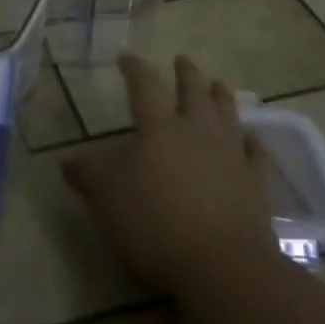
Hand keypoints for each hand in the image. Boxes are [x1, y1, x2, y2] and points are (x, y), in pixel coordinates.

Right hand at [62, 54, 274, 293]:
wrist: (224, 266)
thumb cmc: (157, 224)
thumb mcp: (107, 199)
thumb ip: (88, 176)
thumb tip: (68, 160)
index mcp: (159, 129)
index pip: (145, 87)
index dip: (135, 70)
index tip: (127, 57)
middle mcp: (197, 132)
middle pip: (193, 93)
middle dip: (186, 74)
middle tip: (183, 59)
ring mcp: (231, 156)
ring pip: (227, 115)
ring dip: (221, 97)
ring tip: (219, 84)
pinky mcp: (256, 185)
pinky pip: (256, 155)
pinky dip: (254, 143)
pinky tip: (254, 138)